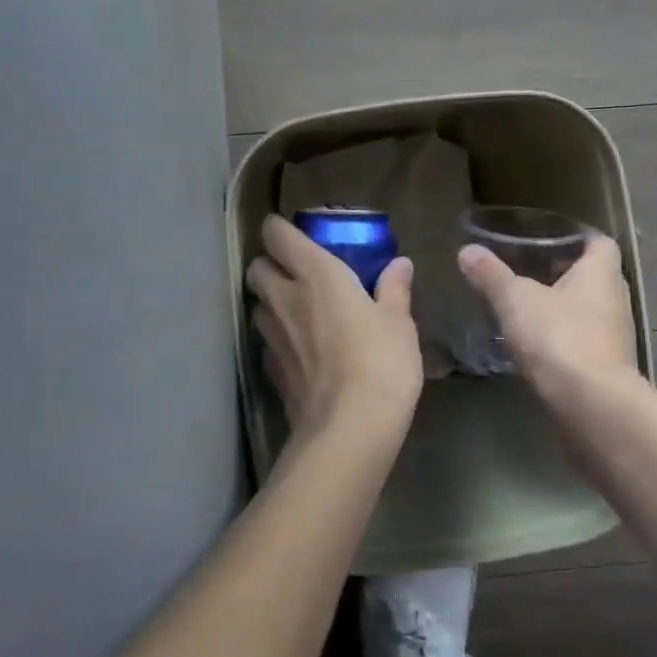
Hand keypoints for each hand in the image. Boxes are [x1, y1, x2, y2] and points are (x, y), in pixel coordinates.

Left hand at [247, 214, 423, 446]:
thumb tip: (400, 264)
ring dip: (271, 303)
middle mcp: (285, 299)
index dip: (279, 228)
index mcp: (316, 275)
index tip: (292, 230)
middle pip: (256, 269)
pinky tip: (298, 351)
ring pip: (257, 307)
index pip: (278, 235)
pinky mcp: (272, 372)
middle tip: (295, 273)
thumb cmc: (381, 361)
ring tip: (296, 311)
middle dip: (269, 265)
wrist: (350, 428)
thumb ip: (395, 288)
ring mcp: (273, 337)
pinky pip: (267, 344)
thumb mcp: (399, 322)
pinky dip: (278, 340)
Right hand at [458, 235, 644, 412]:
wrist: (592, 408)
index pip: (598, 243)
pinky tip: (532, 345)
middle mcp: (615, 300)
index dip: (576, 238)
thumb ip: (491, 275)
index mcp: (601, 273)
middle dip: (562, 273)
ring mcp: (615, 338)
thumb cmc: (559, 338)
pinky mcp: (607, 370)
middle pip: (592, 277)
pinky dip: (562, 339)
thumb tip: (468, 251)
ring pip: (587, 311)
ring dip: (561, 309)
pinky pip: (583, 342)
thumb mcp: (515, 300)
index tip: (546, 239)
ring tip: (524, 307)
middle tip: (526, 270)